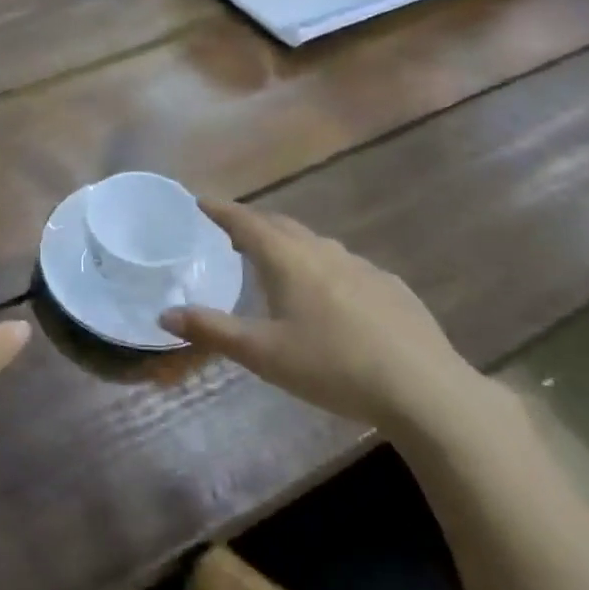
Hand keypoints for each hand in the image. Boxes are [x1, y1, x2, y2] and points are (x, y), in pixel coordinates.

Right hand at [160, 199, 477, 430]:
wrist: (425, 389)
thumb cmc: (333, 366)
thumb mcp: (263, 354)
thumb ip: (212, 331)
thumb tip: (163, 315)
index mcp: (288, 260)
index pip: (246, 222)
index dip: (221, 210)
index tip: (201, 200)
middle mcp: (323, 252)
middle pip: (281, 226)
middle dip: (253, 224)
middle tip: (233, 232)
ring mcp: (362, 266)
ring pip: (316, 244)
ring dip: (290, 244)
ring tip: (277, 262)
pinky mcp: (391, 287)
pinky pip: (346, 265)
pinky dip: (324, 267)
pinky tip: (332, 295)